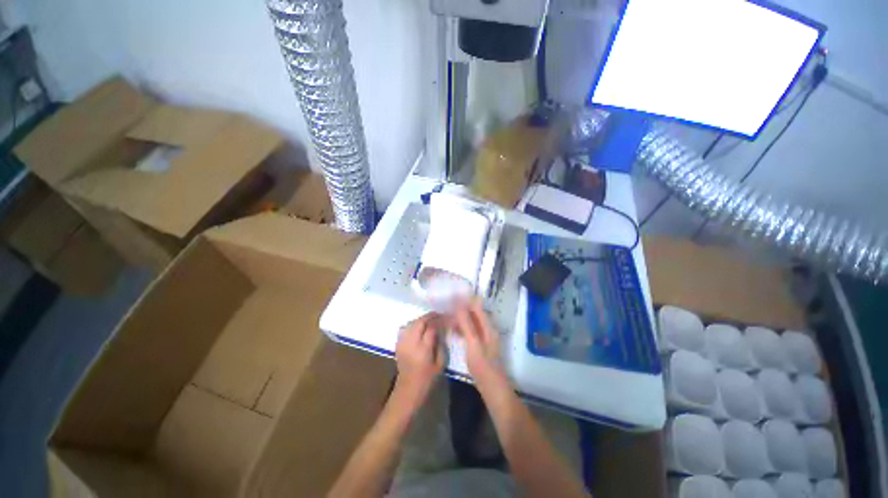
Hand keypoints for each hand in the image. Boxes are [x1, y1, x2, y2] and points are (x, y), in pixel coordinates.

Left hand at [395, 313, 444, 405]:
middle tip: (437, 315)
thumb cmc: (427, 379)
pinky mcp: (398, 344)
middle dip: (429, 317)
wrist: (408, 390)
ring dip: (420, 319)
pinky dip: (412, 324)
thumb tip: (440, 331)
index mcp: (423, 349)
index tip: (445, 318)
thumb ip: (441, 345)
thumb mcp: (440, 364)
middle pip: (419, 322)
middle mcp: (411, 343)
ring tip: (429, 320)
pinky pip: (405, 328)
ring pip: (411, 323)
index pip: (431, 328)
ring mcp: (403, 343)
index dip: (439, 320)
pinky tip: (418, 327)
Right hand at [452, 298, 503, 384]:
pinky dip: (462, 328)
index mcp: (487, 325)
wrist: (491, 386)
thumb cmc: (482, 364)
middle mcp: (487, 327)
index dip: (465, 299)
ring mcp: (484, 336)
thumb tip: (459, 303)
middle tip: (446, 308)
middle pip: (474, 312)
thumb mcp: (473, 342)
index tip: (451, 297)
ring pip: (471, 321)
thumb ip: (466, 323)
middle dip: (461, 308)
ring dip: (460, 318)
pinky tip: (452, 330)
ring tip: (446, 318)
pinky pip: (470, 330)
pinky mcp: (479, 343)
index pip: (477, 305)